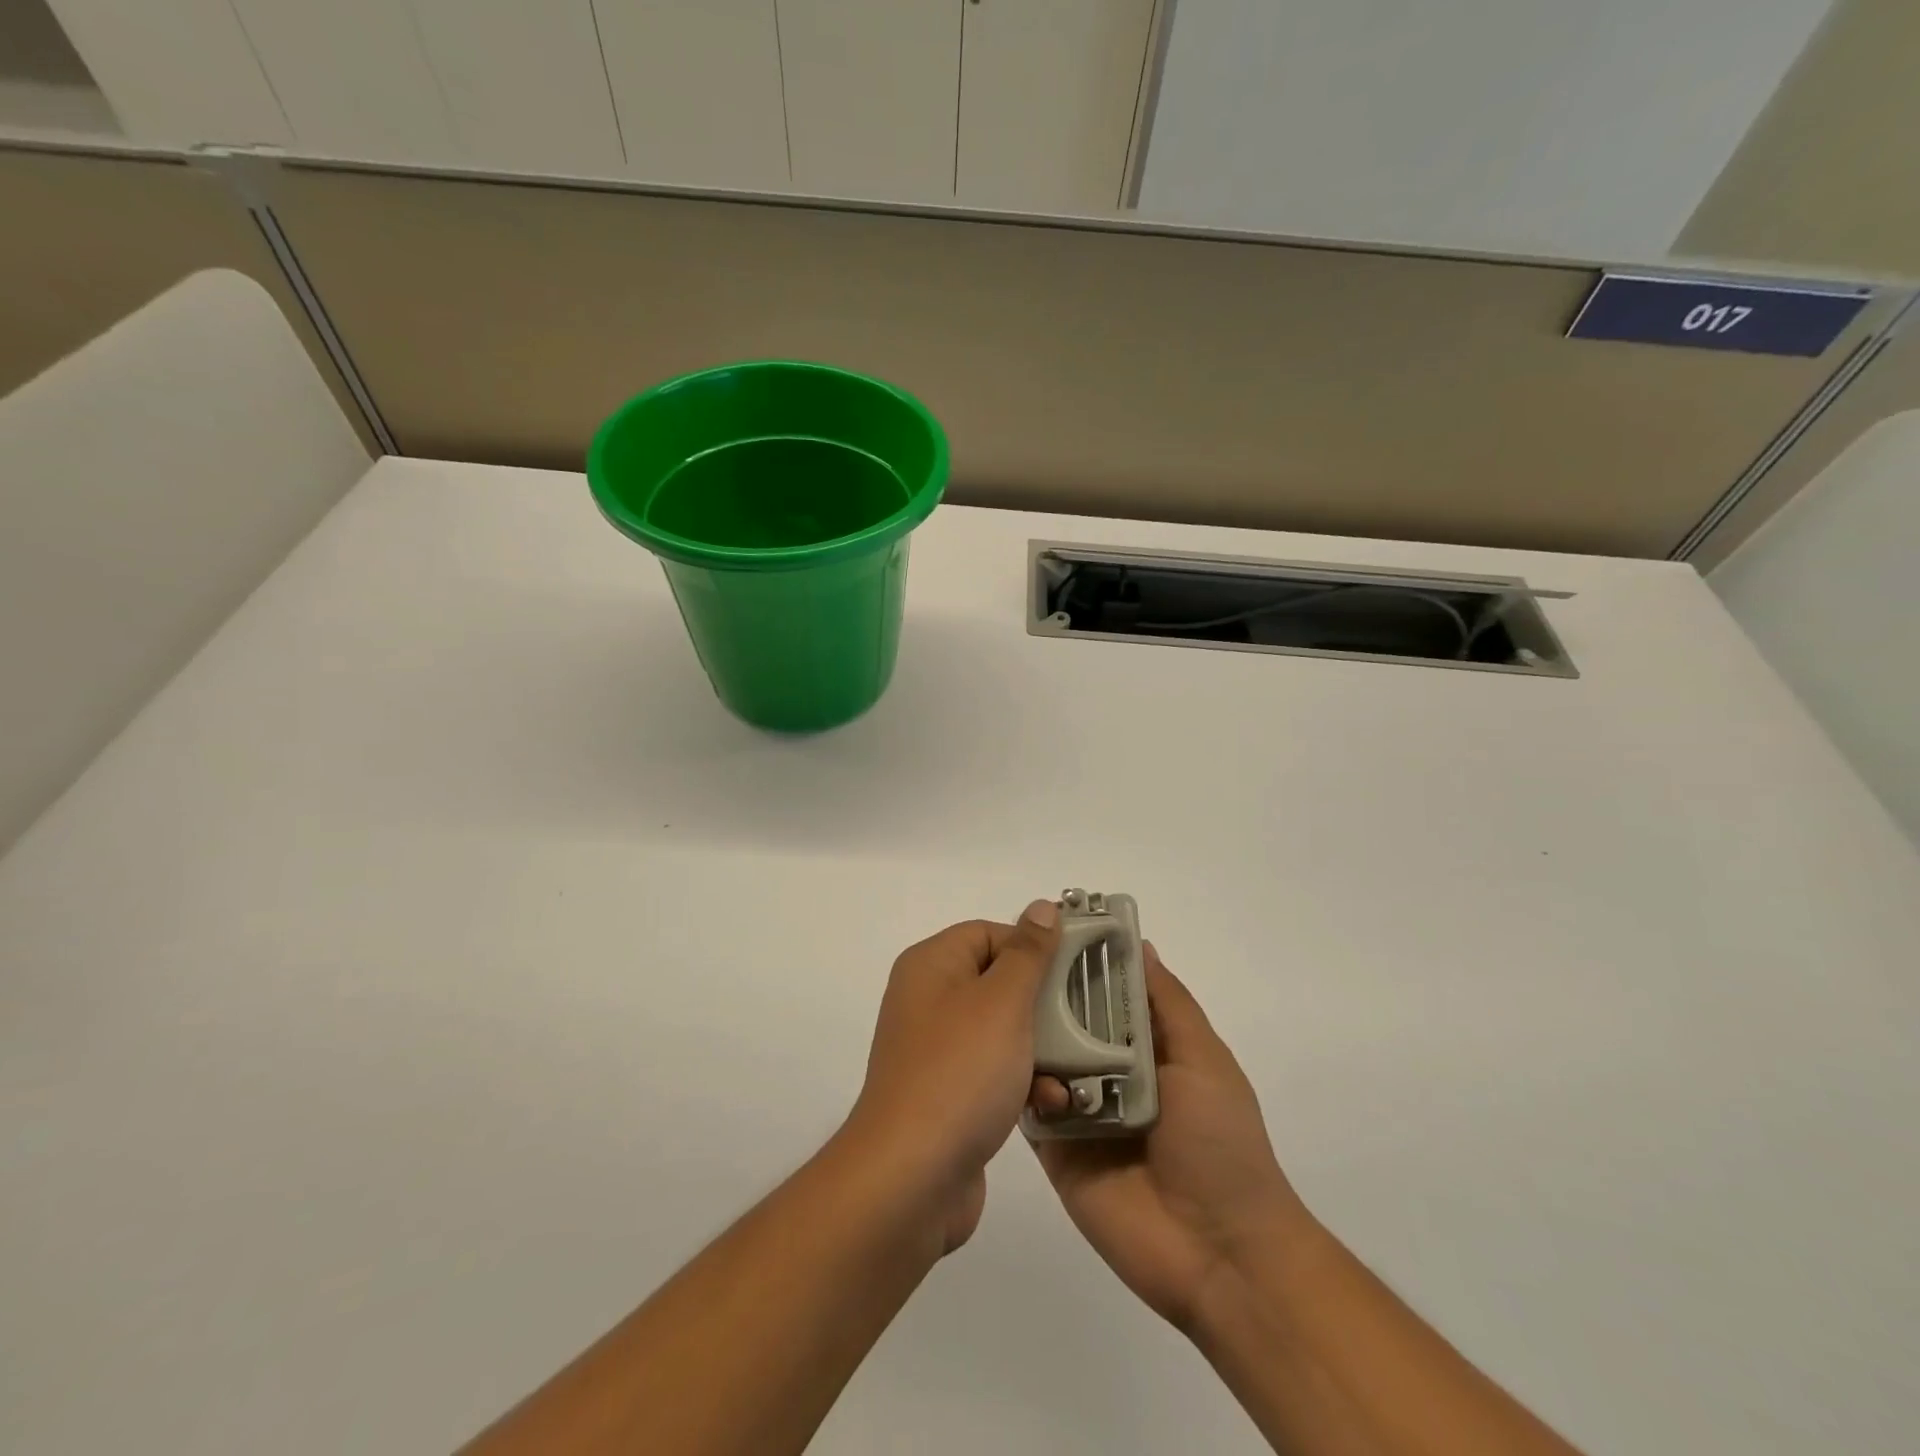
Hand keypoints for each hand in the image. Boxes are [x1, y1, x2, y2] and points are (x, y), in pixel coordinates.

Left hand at [847, 902, 1061, 1253]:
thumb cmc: (960, 1072)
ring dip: (1041, 1048)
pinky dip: (1023, 1082)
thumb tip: (1041, 908)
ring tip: (1076, 1070)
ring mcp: (936, 1050)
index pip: (988, 932)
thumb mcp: (1002, 1002)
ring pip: (1002, 1031)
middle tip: (1087, 1018)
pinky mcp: (947, 1094)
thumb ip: (1028, 953)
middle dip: (1044, 1003)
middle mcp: (928, 1000)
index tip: (1074, 970)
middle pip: (998, 982)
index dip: (1031, 947)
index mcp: (931, 965)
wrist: (911, 1177)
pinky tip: (1053, 1103)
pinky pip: (993, 1072)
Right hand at [1027, 944, 1314, 1331]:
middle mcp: (1109, 1071)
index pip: (1106, 992)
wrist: (1220, 1254)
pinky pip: (1029, 1107)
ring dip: (1026, 1036)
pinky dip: (1017, 1085)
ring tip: (996, 1005)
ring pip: (1042, 1059)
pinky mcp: (1056, 1149)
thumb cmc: (1221, 1144)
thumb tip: (1140, 944)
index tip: (1049, 925)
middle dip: (1043, 993)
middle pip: (1069, 1022)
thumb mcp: (1204, 1060)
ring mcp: (1080, 1110)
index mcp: (1147, 1048)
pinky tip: (1001, 1062)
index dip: (1083, 960)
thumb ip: (1168, 1004)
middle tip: (1007, 961)